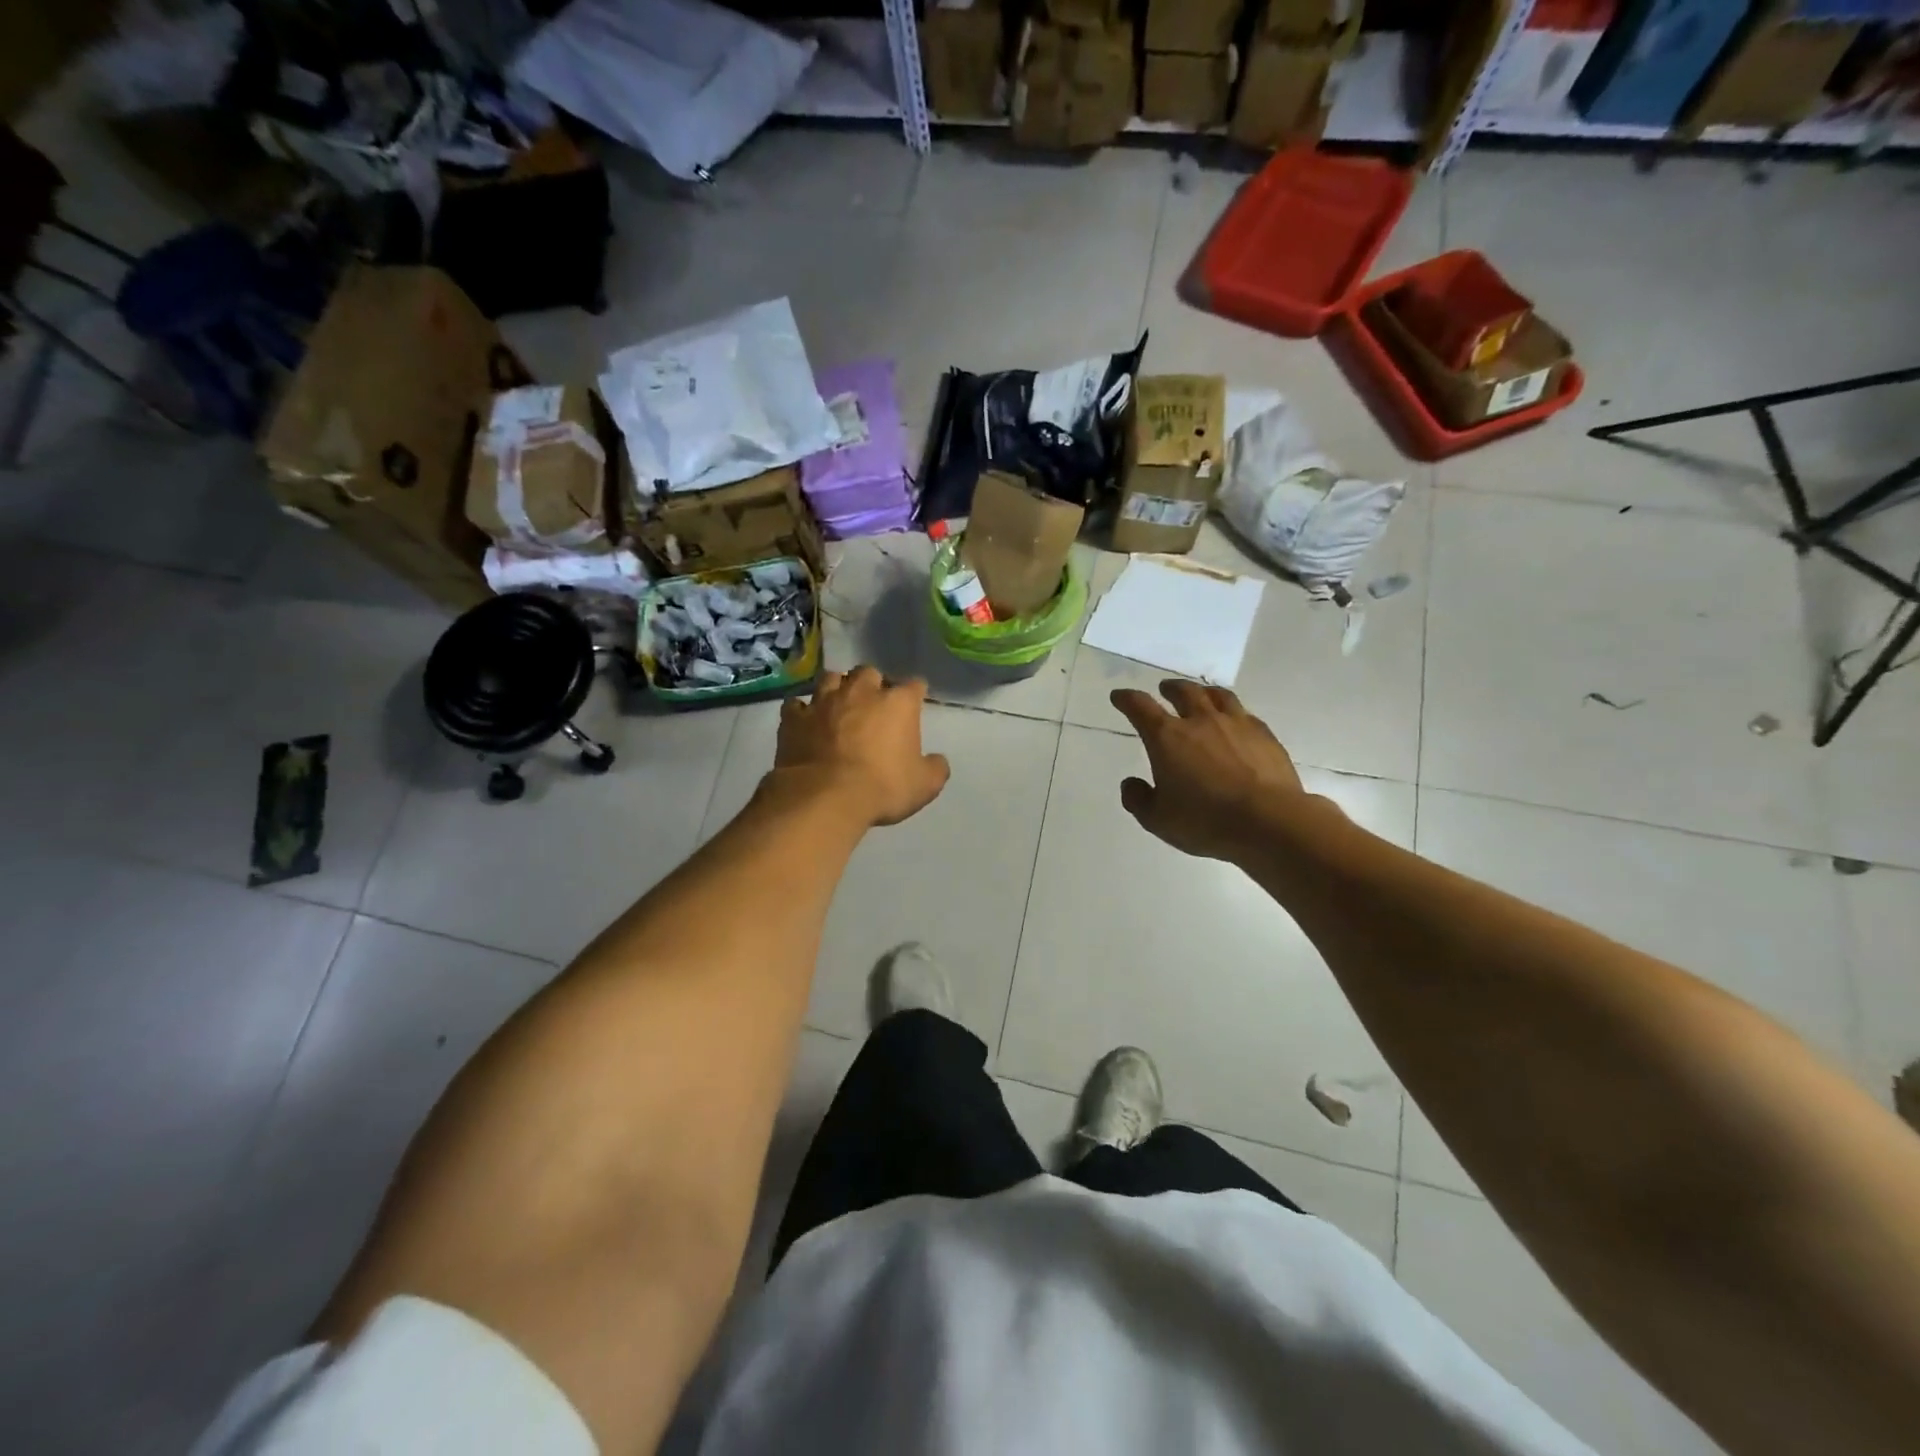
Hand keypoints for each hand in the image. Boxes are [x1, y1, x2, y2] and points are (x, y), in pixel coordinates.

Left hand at [776, 666, 950, 826]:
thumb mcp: (924, 786)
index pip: (914, 685)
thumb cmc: (882, 788)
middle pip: (869, 672)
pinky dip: (801, 710)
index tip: (914, 705)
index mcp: (898, 703)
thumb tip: (937, 761)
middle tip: (873, 704)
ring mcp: (824, 701)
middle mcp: (861, 692)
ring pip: (831, 678)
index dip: (915, 694)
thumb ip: (935, 768)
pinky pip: (796, 704)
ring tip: (838, 704)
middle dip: (873, 684)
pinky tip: (804, 720)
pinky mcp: (794, 718)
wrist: (824, 797)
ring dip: (837, 688)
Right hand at [1110, 681, 1307, 860]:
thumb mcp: (1158, 820)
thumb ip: (1138, 799)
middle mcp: (1200, 721)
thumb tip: (1131, 784)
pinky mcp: (1265, 736)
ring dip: (1204, 692)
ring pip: (1218, 696)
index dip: (1127, 699)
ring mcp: (1237, 724)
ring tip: (1202, 694)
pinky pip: (1245, 714)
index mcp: (1167, 738)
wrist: (1269, 821)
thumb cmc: (1205, 821)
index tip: (1119, 697)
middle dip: (1170, 688)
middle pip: (1183, 692)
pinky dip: (1234, 713)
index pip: (1140, 707)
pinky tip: (1237, 722)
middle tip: (1165, 689)